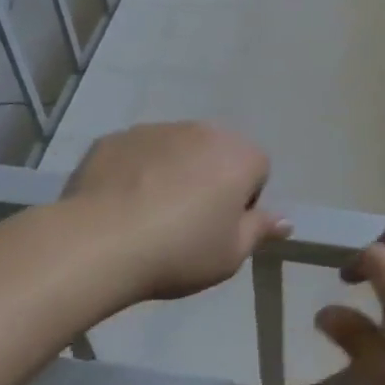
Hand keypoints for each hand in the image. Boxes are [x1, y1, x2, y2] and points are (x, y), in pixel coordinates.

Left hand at [55, 123, 289, 301]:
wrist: (100, 242)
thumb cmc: (180, 250)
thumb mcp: (231, 255)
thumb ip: (260, 230)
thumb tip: (284, 220)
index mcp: (240, 156)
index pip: (258, 170)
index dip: (243, 201)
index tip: (221, 228)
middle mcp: (204, 131)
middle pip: (217, 153)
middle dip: (209, 179)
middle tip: (187, 222)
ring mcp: (158, 129)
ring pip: (177, 150)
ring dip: (173, 172)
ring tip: (149, 215)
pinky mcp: (117, 138)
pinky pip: (138, 153)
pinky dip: (136, 172)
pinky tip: (119, 206)